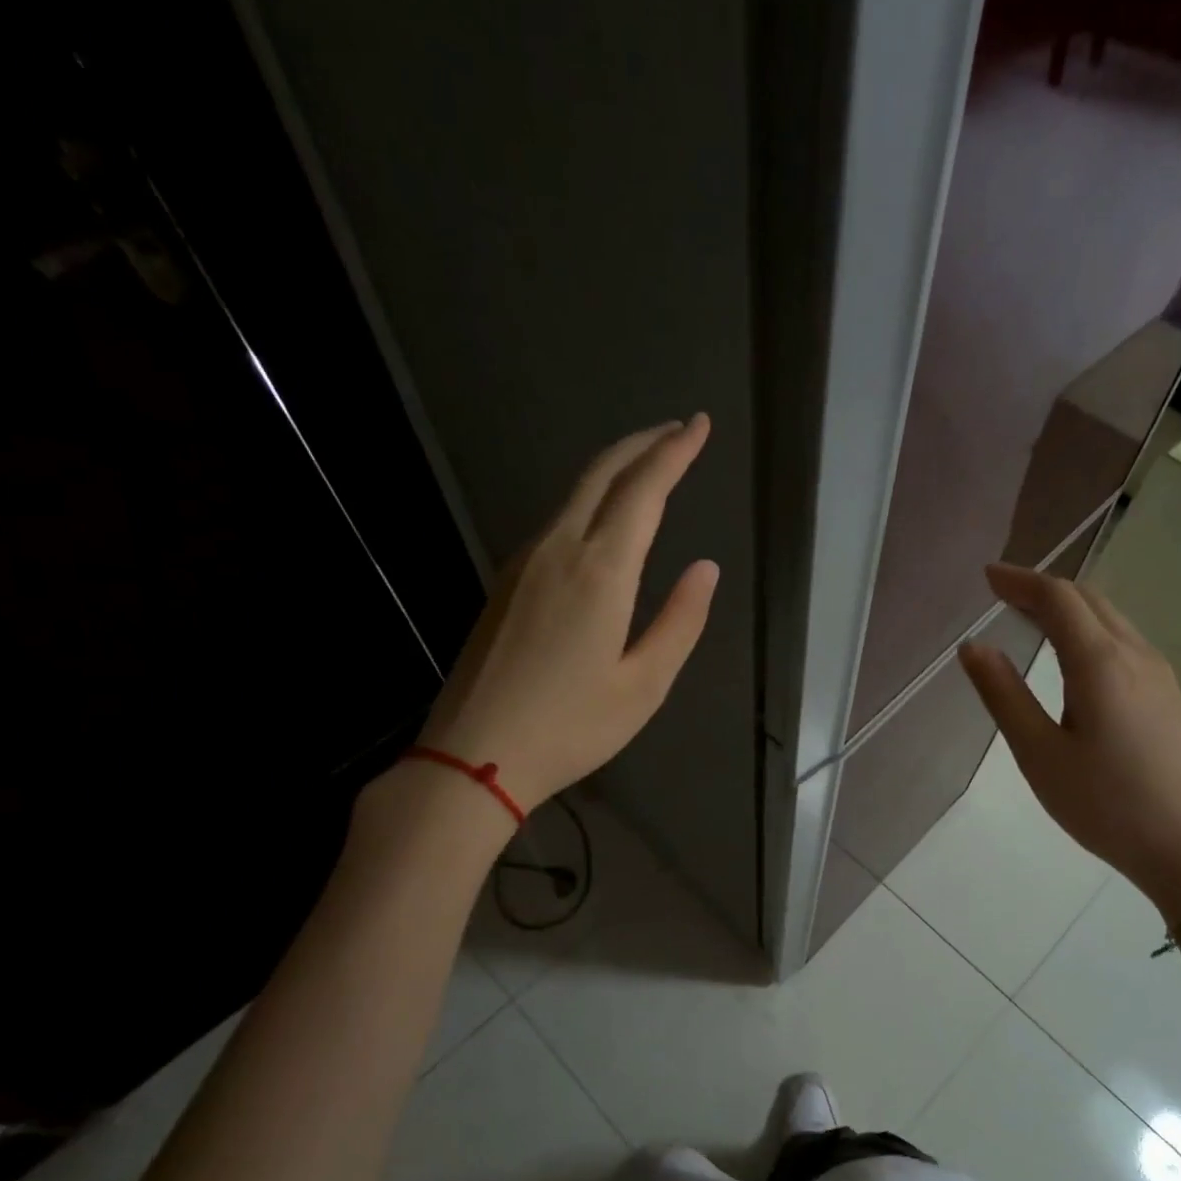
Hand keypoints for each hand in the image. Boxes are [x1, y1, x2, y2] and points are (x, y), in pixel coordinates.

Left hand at [415, 415, 718, 811]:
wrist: (475, 755)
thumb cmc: (571, 727)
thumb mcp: (644, 685)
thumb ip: (680, 621)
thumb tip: (704, 569)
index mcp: (600, 571)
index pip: (643, 490)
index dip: (675, 453)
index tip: (699, 426)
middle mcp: (558, 551)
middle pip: (602, 474)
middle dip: (643, 445)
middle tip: (678, 432)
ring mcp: (524, 563)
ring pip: (574, 494)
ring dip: (615, 470)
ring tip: (649, 466)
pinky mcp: (507, 582)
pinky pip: (555, 521)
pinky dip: (589, 501)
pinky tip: (603, 519)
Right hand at [959, 563, 1180, 919]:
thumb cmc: (1105, 804)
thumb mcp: (1039, 754)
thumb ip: (1003, 695)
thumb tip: (972, 646)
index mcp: (1100, 663)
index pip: (1058, 599)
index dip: (1020, 581)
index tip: (986, 576)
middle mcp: (1135, 654)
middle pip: (1088, 599)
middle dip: (1042, 588)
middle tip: (1001, 594)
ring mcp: (1158, 673)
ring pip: (1110, 617)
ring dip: (1068, 606)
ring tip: (1030, 616)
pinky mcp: (1167, 695)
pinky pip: (1123, 639)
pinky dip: (1088, 628)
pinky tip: (1072, 654)